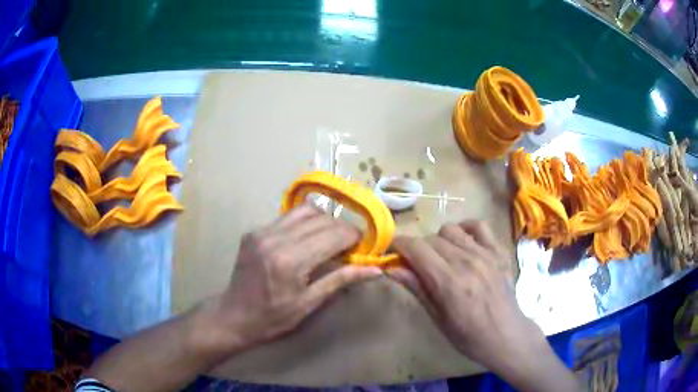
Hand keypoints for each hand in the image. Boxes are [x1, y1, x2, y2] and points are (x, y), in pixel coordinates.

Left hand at [203, 204, 382, 353]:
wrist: (235, 316)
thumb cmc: (274, 317)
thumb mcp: (309, 303)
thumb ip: (341, 280)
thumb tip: (376, 270)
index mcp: (290, 261)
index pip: (333, 235)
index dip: (354, 237)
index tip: (362, 247)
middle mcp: (275, 238)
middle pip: (321, 219)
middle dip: (341, 229)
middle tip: (349, 246)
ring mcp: (261, 231)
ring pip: (304, 210)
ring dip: (324, 221)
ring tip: (329, 240)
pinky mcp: (254, 230)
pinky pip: (287, 217)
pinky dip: (304, 224)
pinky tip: (306, 240)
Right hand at [388, 220, 577, 391]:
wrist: (506, 335)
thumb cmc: (468, 336)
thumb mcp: (438, 318)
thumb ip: (417, 288)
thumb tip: (391, 268)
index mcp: (449, 281)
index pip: (416, 248)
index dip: (398, 245)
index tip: (392, 251)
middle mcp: (466, 260)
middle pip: (430, 238)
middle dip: (417, 248)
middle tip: (416, 265)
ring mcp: (486, 253)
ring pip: (451, 229)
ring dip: (439, 240)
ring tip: (441, 257)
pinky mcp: (499, 251)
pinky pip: (479, 225)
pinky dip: (465, 229)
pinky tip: (463, 243)